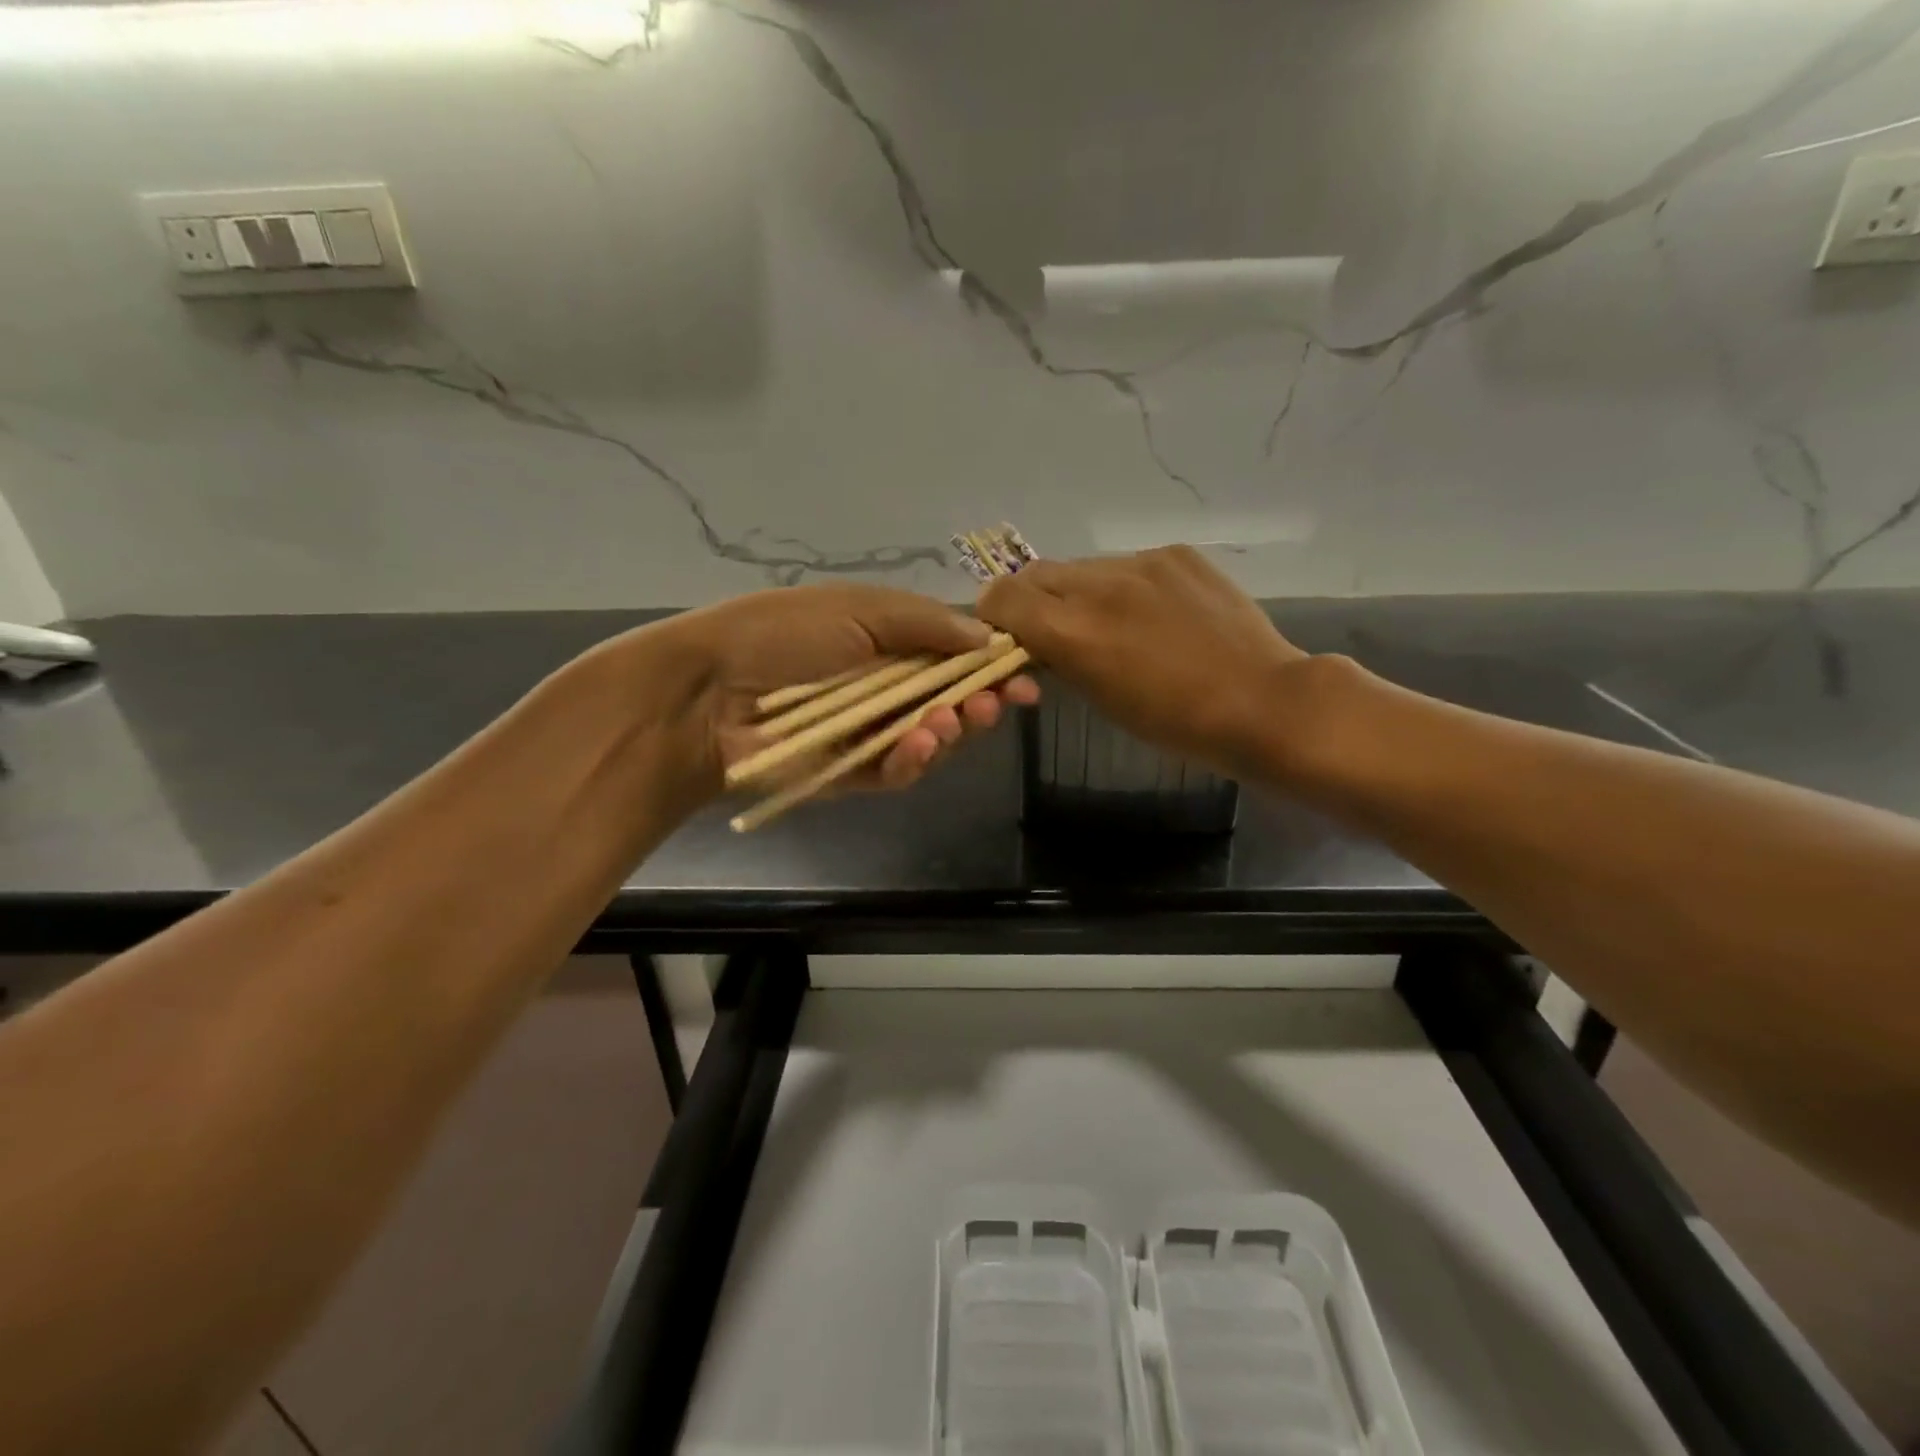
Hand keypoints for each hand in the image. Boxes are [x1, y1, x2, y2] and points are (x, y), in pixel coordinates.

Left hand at [630, 582, 1038, 795]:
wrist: (709, 692)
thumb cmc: (783, 635)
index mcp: (887, 642)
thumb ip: (925, 623)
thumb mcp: (857, 608)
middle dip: (980, 702)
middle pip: (951, 700)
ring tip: (951, 721)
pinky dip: (915, 760)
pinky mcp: (853, 772)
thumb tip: (987, 637)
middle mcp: (884, 687)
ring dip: (952, 730)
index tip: (1024, 674)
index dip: (990, 665)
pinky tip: (921, 743)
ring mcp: (870, 732)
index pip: (953, 654)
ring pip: (932, 739)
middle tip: (997, 702)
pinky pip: (898, 771)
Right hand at [977, 547, 1306, 776]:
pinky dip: (1124, 586)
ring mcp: (1141, 562)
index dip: (995, 616)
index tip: (1008, 637)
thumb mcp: (1100, 698)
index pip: (1002, 597)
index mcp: (1073, 629)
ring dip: (1080, 592)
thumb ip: (1060, 656)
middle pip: (1036, 574)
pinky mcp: (1176, 554)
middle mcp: (1099, 584)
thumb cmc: (1174, 723)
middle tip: (1054, 630)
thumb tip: (1038, 638)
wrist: (1262, 702)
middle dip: (1033, 601)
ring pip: (1083, 567)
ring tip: (1112, 623)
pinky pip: (1128, 564)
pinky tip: (1154, 614)